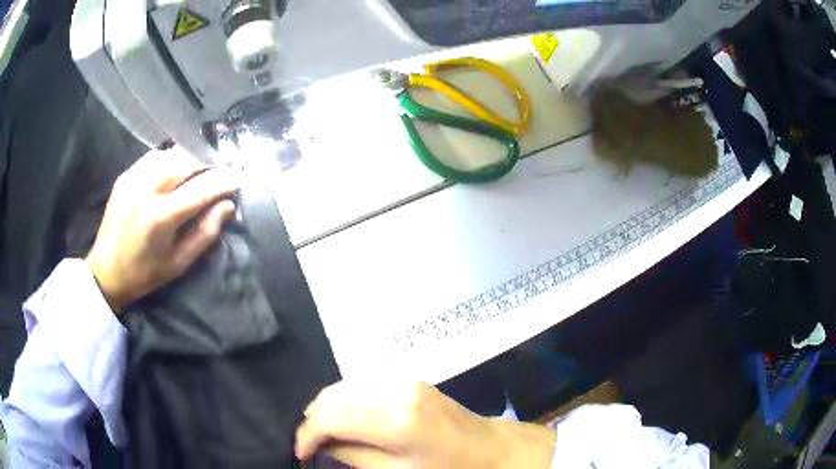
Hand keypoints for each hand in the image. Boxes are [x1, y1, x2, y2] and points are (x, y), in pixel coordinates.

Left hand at [85, 148, 238, 312]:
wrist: (105, 270)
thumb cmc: (144, 274)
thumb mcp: (178, 264)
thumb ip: (204, 234)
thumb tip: (226, 205)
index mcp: (161, 217)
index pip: (201, 189)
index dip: (223, 182)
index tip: (237, 179)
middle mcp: (147, 190)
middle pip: (187, 162)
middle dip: (208, 164)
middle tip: (220, 172)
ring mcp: (134, 179)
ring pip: (171, 153)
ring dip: (191, 158)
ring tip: (201, 168)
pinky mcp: (126, 175)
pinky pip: (155, 156)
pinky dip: (171, 157)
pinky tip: (176, 167)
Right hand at [295, 381, 555, 467]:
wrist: (493, 451)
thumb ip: (354, 456)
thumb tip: (324, 444)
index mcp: (397, 419)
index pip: (331, 417)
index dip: (307, 433)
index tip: (300, 451)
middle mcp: (397, 390)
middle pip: (334, 396)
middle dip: (315, 419)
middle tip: (311, 444)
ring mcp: (405, 380)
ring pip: (346, 386)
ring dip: (329, 408)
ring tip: (326, 433)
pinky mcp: (411, 381)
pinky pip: (364, 385)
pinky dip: (348, 400)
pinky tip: (348, 418)